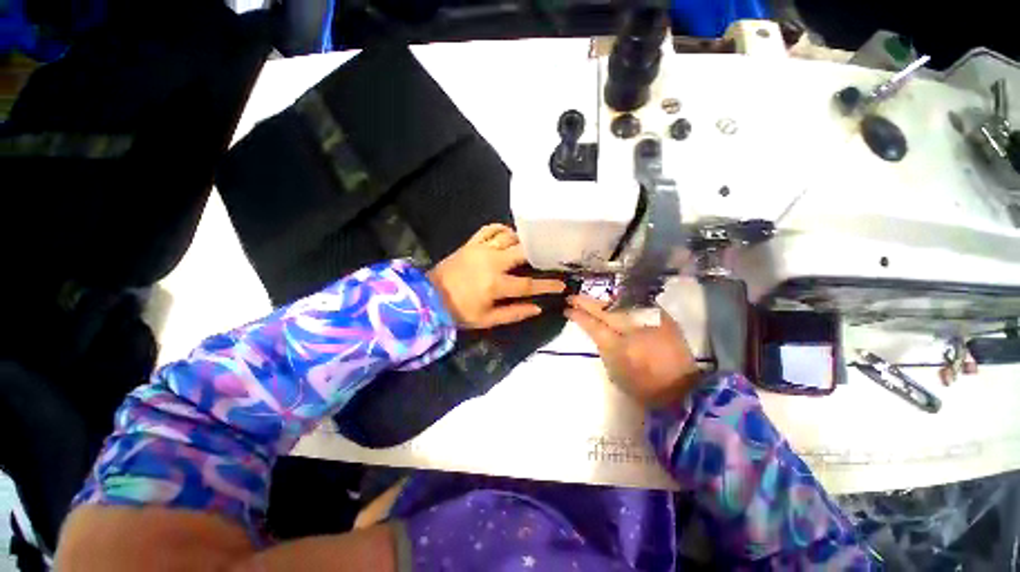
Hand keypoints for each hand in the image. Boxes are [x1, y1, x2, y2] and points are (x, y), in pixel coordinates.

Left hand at [428, 224, 565, 328]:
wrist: (429, 297)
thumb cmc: (459, 311)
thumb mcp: (487, 319)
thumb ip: (514, 314)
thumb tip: (538, 308)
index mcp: (495, 284)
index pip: (528, 284)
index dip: (548, 285)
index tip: (562, 284)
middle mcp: (491, 262)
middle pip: (523, 252)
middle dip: (539, 255)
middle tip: (548, 258)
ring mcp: (480, 249)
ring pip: (508, 237)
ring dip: (522, 241)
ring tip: (530, 247)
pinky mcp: (471, 243)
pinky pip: (489, 229)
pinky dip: (501, 229)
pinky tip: (508, 235)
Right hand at [565, 295, 701, 407]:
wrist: (680, 387)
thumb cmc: (641, 385)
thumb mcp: (613, 370)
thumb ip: (603, 346)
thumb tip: (595, 329)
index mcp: (618, 346)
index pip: (592, 323)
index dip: (578, 314)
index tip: (567, 308)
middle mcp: (633, 328)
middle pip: (604, 308)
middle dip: (586, 301)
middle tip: (572, 297)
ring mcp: (649, 319)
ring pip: (619, 301)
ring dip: (602, 300)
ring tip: (591, 299)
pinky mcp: (662, 316)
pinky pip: (637, 302)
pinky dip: (622, 302)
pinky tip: (614, 301)